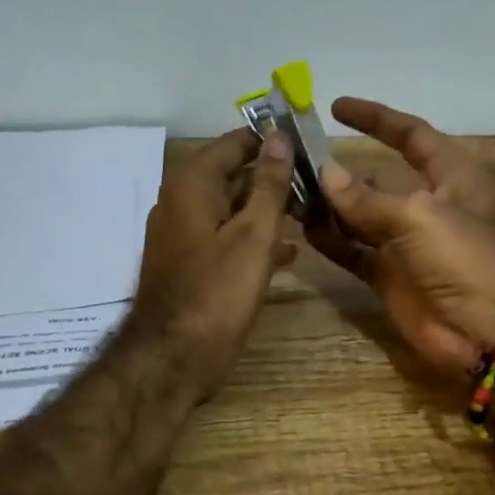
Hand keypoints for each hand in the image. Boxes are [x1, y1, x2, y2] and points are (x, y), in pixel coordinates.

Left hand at [131, 128, 295, 399]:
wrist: (174, 357)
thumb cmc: (218, 291)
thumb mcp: (254, 234)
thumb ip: (269, 184)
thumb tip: (280, 137)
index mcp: (193, 183)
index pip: (237, 142)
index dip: (275, 142)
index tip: (313, 148)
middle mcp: (182, 200)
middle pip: (235, 173)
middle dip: (276, 178)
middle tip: (319, 188)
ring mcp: (184, 233)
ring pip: (233, 208)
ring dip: (269, 210)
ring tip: (312, 216)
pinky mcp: (191, 263)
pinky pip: (226, 237)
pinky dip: (254, 238)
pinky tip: (288, 252)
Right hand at [307, 97, 494, 374]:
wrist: (486, 330)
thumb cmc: (463, 258)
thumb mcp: (417, 217)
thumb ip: (367, 198)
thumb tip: (325, 174)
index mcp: (450, 177)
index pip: (411, 136)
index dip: (377, 118)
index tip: (337, 106)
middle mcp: (426, 205)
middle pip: (377, 176)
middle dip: (340, 167)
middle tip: (298, 156)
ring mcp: (405, 243)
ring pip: (359, 215)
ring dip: (329, 204)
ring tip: (291, 190)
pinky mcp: (389, 275)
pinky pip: (353, 251)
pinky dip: (331, 240)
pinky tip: (304, 226)